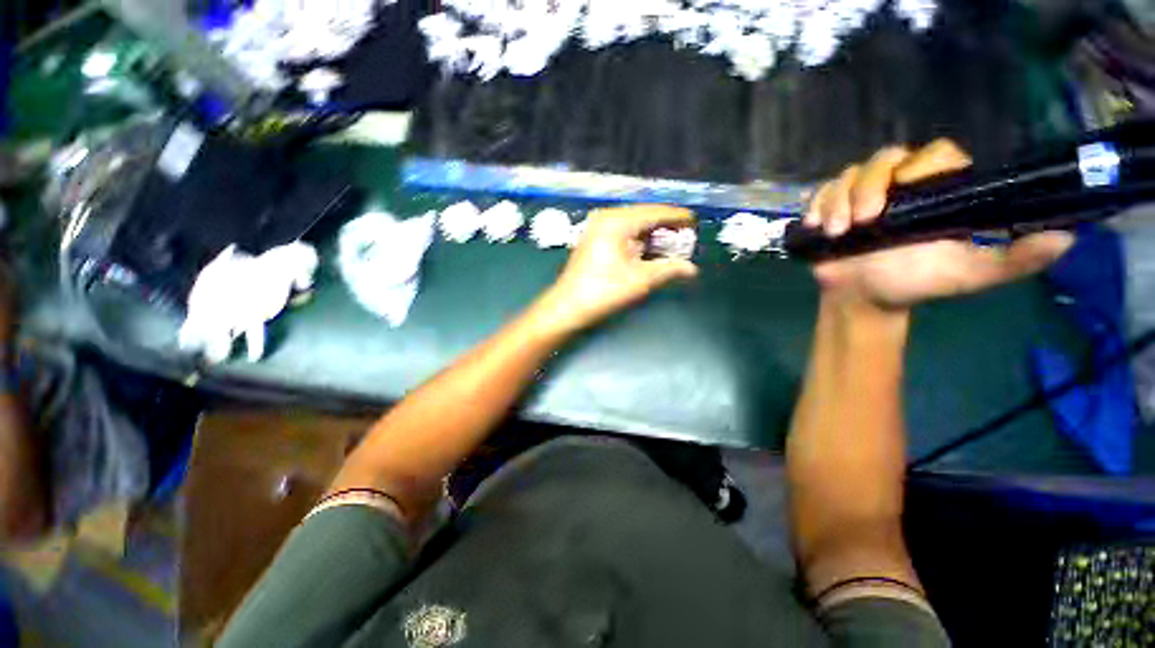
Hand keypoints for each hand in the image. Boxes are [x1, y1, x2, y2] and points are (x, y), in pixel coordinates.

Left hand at [534, 205, 697, 333]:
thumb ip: (669, 270)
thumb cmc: (603, 291)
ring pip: (632, 225)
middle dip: (665, 226)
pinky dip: (637, 240)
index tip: (695, 222)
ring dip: (651, 234)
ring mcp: (597, 228)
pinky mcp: (593, 239)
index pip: (654, 212)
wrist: (567, 307)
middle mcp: (606, 218)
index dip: (677, 217)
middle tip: (686, 235)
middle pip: (643, 216)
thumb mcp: (640, 281)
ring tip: (671, 243)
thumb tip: (692, 269)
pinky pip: (622, 233)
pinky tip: (648, 249)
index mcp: (617, 221)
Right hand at [805, 139, 1074, 309]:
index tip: (904, 192)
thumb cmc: (914, 284)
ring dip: (839, 200)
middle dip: (869, 186)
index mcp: (938, 191)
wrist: (863, 298)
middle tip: (863, 221)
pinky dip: (818, 205)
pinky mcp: (832, 207)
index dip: (920, 166)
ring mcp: (862, 195)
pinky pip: (822, 191)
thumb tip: (1068, 236)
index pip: (936, 154)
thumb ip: (1014, 259)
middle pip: (886, 157)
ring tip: (838, 232)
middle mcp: (900, 185)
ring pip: (850, 174)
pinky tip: (819, 225)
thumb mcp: (969, 274)